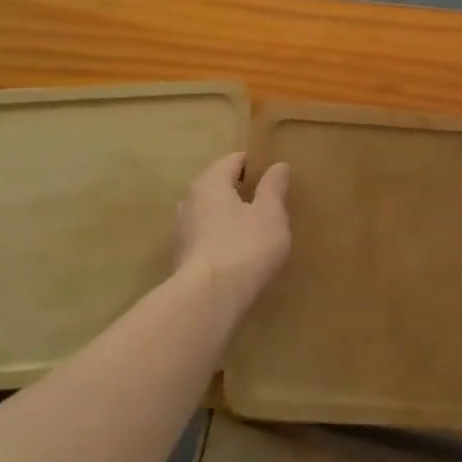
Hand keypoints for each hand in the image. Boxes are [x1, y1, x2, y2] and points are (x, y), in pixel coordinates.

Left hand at [174, 153, 290, 320]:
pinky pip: (205, 236)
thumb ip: (273, 188)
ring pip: (207, 212)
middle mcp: (190, 202)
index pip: (231, 161)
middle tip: (262, 196)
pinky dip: (220, 236)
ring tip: (251, 223)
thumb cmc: (244, 246)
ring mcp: (183, 232)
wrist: (208, 299)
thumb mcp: (270, 214)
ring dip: (226, 214)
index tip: (270, 171)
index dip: (251, 163)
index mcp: (210, 184)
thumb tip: (278, 165)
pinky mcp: (183, 259)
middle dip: (236, 188)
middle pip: (215, 185)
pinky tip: (237, 249)